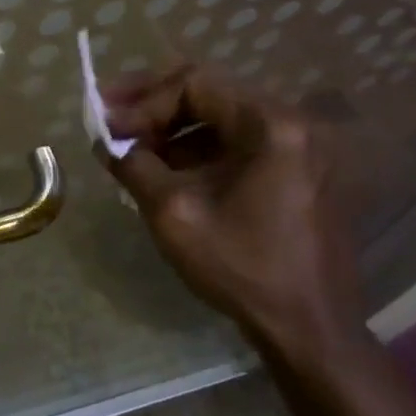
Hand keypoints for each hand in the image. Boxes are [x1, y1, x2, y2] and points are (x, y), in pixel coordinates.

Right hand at [102, 66, 362, 357]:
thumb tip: (105, 140)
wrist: (310, 331)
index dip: (145, 101)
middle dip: (154, 105)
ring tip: (132, 149)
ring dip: (173, 129)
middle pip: (210, 93)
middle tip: (111, 118)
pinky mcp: (298, 171)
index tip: (109, 125)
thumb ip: (133, 165)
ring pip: (221, 117)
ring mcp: (300, 148)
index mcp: (271, 126)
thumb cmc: (243, 268)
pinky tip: (166, 170)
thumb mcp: (173, 212)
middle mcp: (292, 124)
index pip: (195, 84)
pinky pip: (238, 142)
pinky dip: (198, 149)